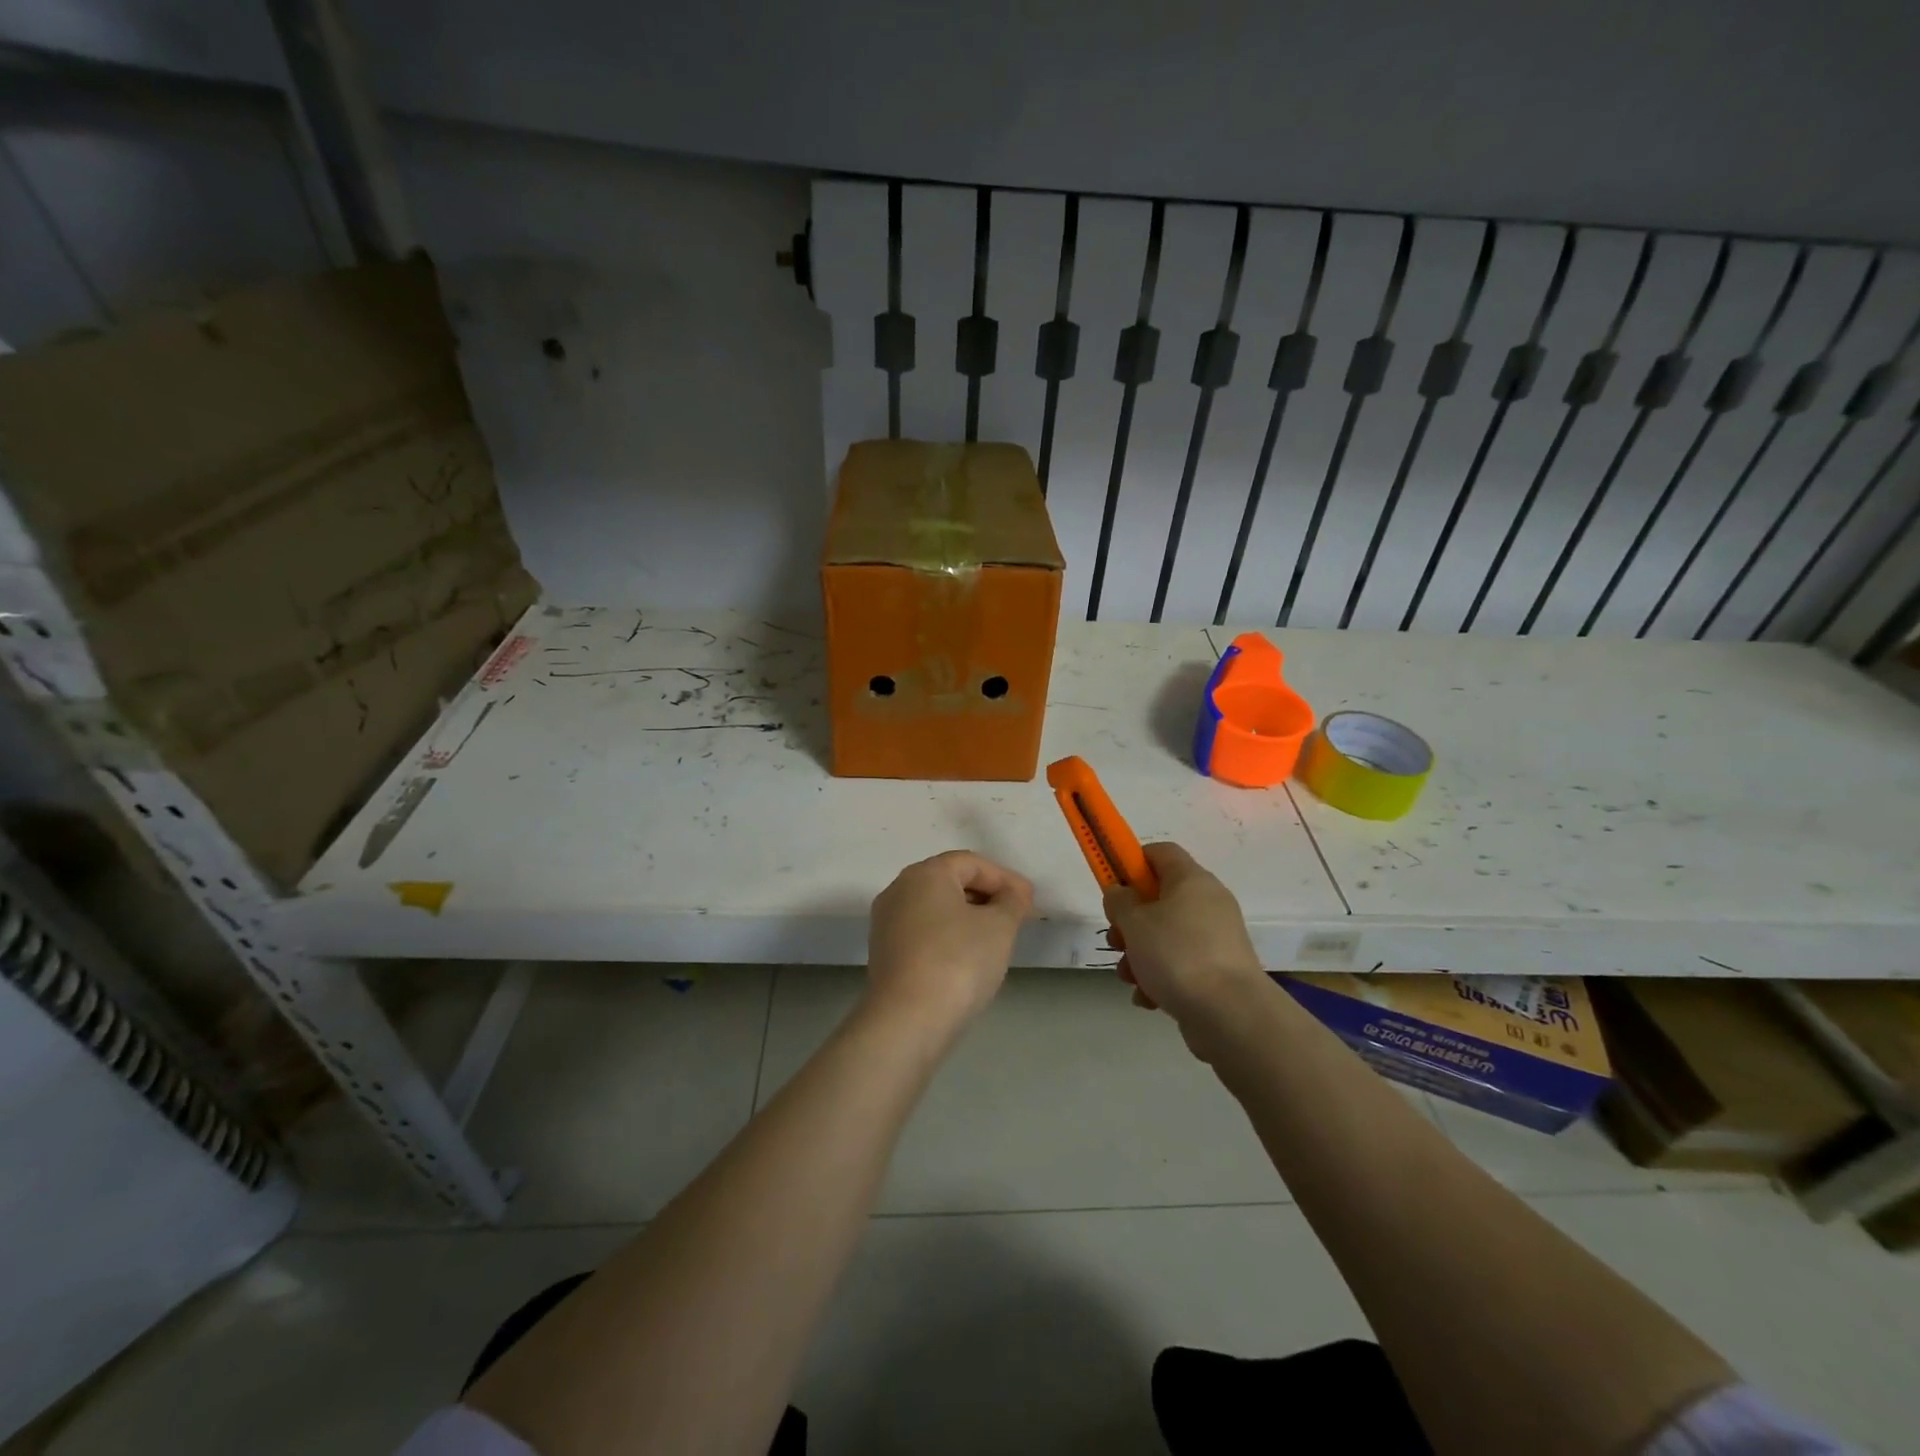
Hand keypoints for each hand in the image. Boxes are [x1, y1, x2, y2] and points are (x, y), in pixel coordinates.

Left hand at [866, 851, 1032, 1031]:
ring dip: (968, 917)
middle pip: (950, 881)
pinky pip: (923, 932)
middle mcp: (899, 889)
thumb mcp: (999, 927)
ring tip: (996, 938)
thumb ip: (1011, 902)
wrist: (907, 1020)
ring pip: (936, 908)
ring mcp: (886, 922)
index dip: (1005, 878)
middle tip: (1017, 917)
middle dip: (987, 895)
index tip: (1030, 901)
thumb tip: (1012, 894)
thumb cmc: (958, 961)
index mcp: (925, 873)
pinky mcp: (884, 952)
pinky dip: (949, 936)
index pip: (971, 863)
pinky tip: (968, 958)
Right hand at [1102, 842, 1272, 1052]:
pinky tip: (1148, 998)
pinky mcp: (1219, 971)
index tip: (1113, 886)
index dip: (1132, 862)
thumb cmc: (1176, 954)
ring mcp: (1216, 939)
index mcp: (1191, 880)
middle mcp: (1208, 903)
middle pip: (1160, 898)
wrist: (1230, 1014)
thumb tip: (1120, 893)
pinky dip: (1161, 977)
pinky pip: (1181, 964)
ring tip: (1128, 977)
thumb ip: (1119, 901)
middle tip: (1116, 940)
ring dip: (1140, 954)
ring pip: (1167, 935)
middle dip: (1130, 921)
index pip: (1161, 852)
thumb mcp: (1134, 922)